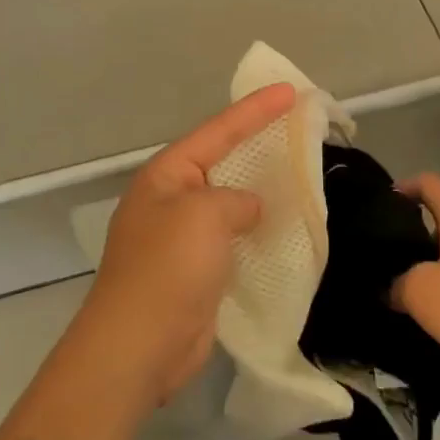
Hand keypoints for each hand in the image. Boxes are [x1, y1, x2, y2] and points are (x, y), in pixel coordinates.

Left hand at [73, 83, 296, 405]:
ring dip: (261, 190)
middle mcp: (172, 200)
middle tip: (298, 128)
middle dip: (258, 145)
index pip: (217, 131)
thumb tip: (248, 209)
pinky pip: (234, 238)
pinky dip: (258, 231)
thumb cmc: (167, 269)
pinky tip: (285, 228)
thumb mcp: (203, 215)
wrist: (139, 347)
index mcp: (166, 176)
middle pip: (222, 161)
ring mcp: (182, 238)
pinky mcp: (197, 272)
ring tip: (300, 175)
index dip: (255, 110)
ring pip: (230, 202)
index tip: (290, 92)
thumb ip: (235, 199)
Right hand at [392, 173, 439, 391]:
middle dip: (414, 233)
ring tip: (405, 289)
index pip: (429, 183)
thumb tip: (391, 288)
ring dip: (433, 267)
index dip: (404, 186)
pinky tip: (438, 317)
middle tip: (387, 255)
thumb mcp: (422, 292)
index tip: (382, 204)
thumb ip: (398, 284)